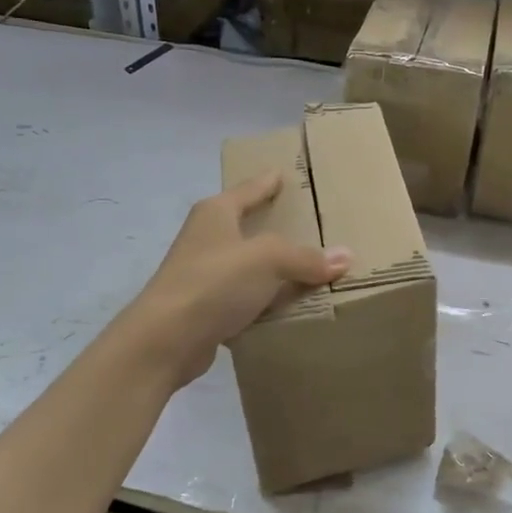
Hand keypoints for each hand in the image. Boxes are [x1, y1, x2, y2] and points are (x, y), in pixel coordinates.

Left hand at [121, 172, 349, 388]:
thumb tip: (345, 257)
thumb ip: (306, 257)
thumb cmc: (214, 282)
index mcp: (215, 213)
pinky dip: (262, 301)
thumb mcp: (268, 260)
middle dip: (273, 226)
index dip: (268, 182)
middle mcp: (206, 238)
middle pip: (246, 226)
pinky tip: (285, 307)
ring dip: (270, 269)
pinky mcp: (204, 308)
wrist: (166, 339)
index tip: (283, 173)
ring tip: (306, 268)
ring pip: (246, 265)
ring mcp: (202, 274)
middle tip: (307, 223)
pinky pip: (243, 298)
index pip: (248, 189)